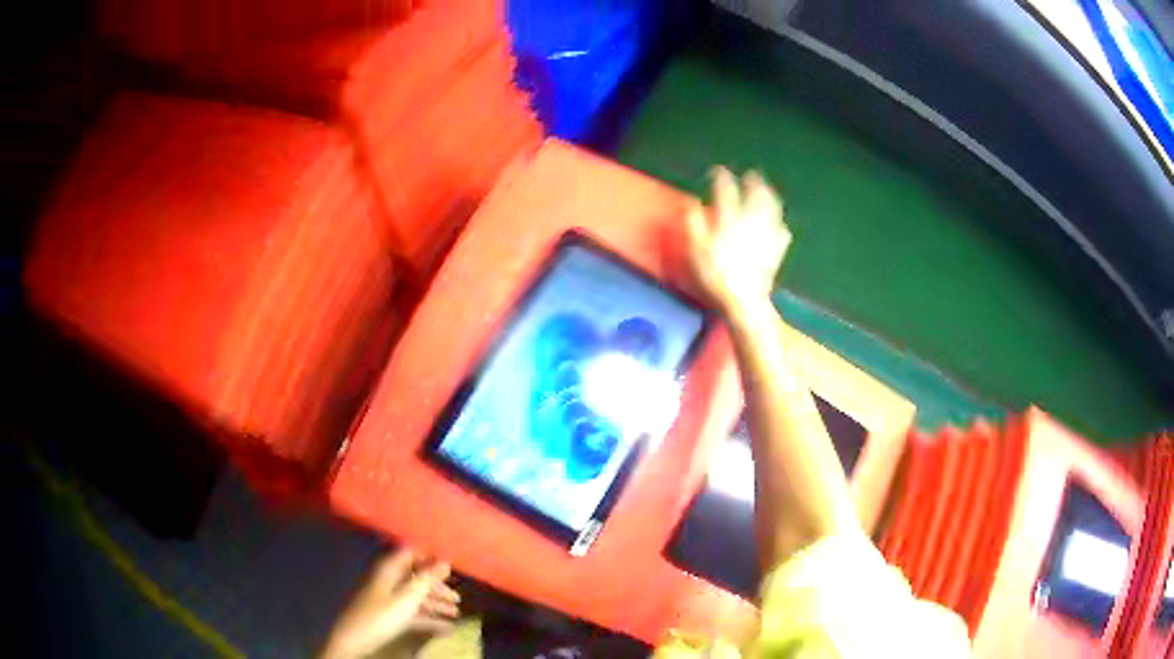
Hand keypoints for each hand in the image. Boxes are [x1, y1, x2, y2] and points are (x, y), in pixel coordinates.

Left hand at [321, 549, 460, 658]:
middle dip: (437, 586)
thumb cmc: (380, 616)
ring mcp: (387, 597)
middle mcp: (388, 579)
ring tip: (456, 614)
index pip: (411, 553)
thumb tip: (445, 560)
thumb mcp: (406, 599)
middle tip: (458, 598)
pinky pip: (411, 611)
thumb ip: (426, 580)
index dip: (430, 557)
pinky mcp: (388, 614)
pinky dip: (428, 617)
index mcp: (389, 569)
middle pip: (416, 576)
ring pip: (415, 595)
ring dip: (435, 604)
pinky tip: (445, 628)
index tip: (452, 565)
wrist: (354, 640)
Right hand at [684, 167, 789, 313]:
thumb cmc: (716, 275)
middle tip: (751, 175)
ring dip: (770, 196)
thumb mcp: (696, 250)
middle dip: (754, 183)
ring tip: (767, 191)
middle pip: (757, 195)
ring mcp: (766, 236)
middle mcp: (751, 222)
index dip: (723, 178)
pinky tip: (780, 225)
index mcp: (730, 219)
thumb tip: (692, 203)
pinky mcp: (776, 251)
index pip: (727, 191)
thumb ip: (693, 223)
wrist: (744, 300)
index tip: (719, 171)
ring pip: (772, 209)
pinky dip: (780, 225)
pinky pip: (782, 232)